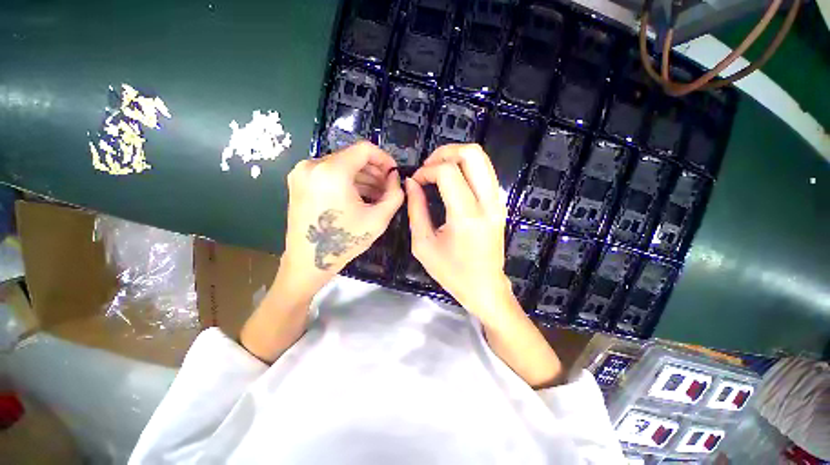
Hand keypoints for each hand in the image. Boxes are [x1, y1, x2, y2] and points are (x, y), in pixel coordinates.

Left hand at [283, 142, 403, 290]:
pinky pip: (330, 173)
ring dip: (362, 177)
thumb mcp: (378, 219)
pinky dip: (347, 181)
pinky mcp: (299, 182)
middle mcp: (312, 165)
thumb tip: (395, 178)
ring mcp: (302, 173)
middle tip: (388, 187)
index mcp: (331, 171)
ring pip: (341, 165)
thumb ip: (394, 194)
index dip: (384, 158)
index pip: (364, 149)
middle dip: (374, 171)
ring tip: (377, 194)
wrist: (308, 262)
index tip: (394, 174)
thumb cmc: (344, 242)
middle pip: (352, 157)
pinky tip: (360, 196)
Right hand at [406, 144, 512, 321]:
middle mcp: (488, 203)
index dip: (427, 170)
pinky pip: (485, 172)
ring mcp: (498, 202)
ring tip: (438, 171)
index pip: (448, 172)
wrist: (485, 288)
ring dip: (457, 157)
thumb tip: (411, 182)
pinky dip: (467, 168)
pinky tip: (453, 182)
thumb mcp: (423, 244)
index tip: (416, 181)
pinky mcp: (500, 204)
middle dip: (445, 152)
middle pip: (473, 154)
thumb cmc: (452, 272)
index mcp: (466, 216)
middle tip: (428, 167)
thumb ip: (415, 209)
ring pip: (482, 159)